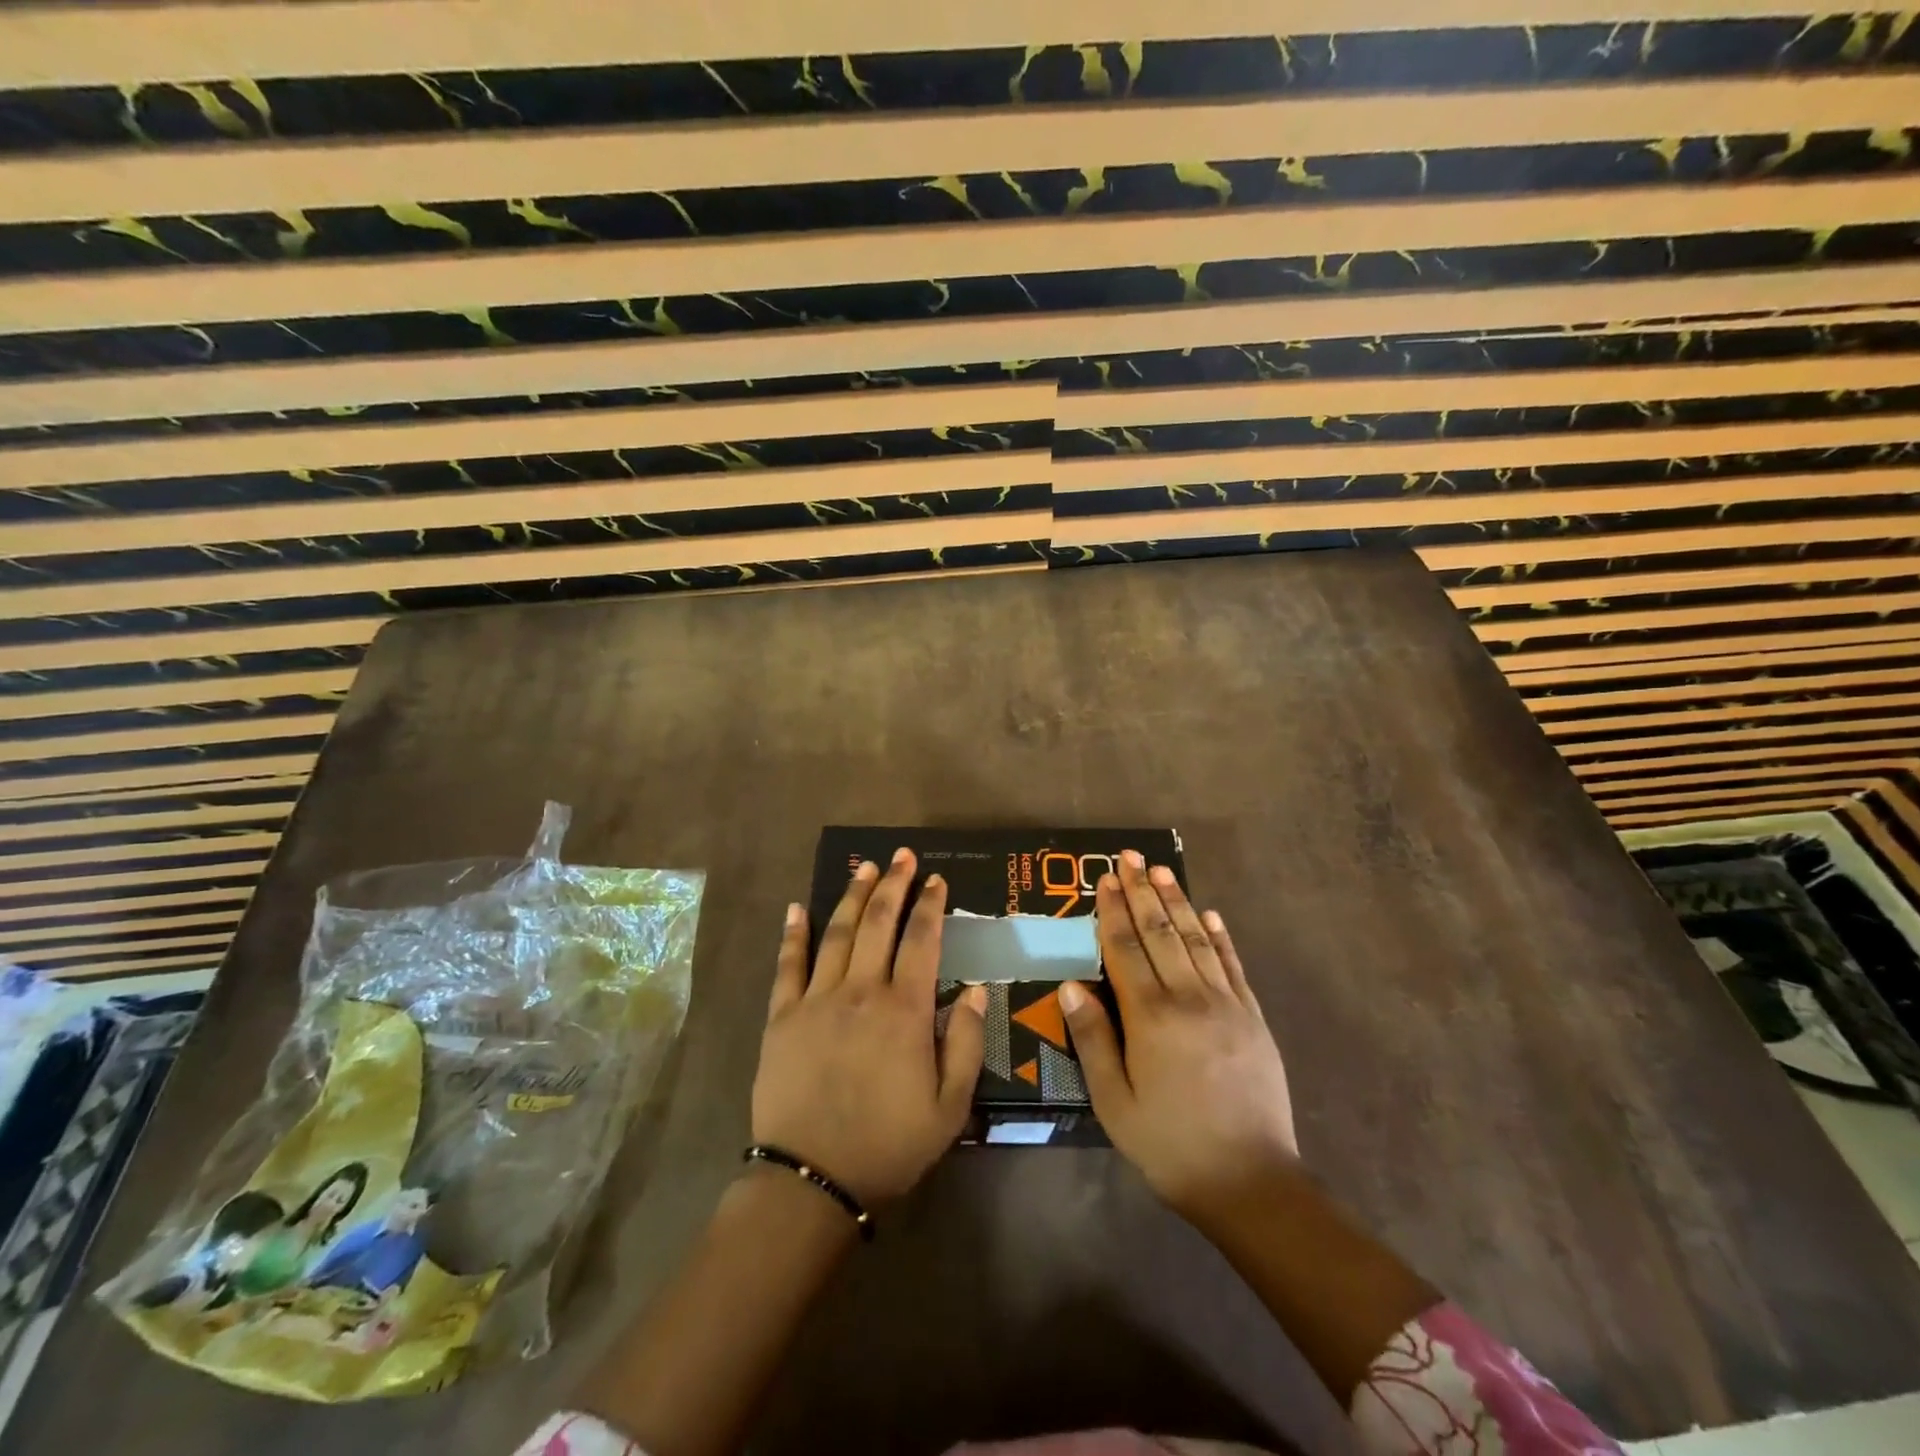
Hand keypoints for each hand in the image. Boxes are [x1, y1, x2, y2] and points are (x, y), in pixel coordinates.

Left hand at [752, 849, 987, 1204]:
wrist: (812, 1180)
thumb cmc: (889, 1145)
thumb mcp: (950, 1107)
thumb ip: (968, 1044)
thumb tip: (979, 991)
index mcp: (905, 1010)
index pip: (922, 941)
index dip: (931, 906)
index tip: (937, 880)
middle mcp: (862, 991)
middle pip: (879, 923)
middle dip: (894, 885)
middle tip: (903, 856)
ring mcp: (817, 1000)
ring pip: (837, 933)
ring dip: (852, 896)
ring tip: (865, 867)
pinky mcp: (782, 1016)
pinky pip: (788, 965)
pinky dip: (793, 934)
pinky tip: (796, 908)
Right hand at [1057, 851, 1297, 1229]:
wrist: (1252, 1183)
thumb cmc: (1170, 1145)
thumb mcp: (1114, 1103)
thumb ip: (1092, 1039)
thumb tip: (1070, 984)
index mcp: (1150, 1016)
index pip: (1125, 948)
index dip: (1113, 910)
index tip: (1106, 878)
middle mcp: (1189, 998)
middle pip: (1161, 932)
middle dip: (1143, 891)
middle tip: (1130, 856)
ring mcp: (1227, 1004)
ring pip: (1197, 940)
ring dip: (1178, 902)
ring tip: (1162, 871)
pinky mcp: (1253, 1018)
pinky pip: (1233, 966)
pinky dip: (1220, 937)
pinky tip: (1210, 915)